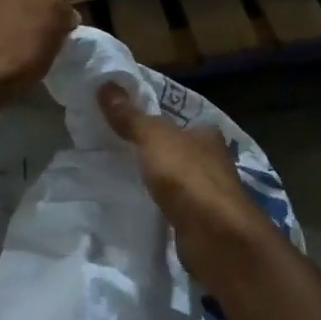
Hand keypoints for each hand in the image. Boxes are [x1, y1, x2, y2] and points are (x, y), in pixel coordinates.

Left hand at [0, 0, 77, 127]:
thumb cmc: (20, 53)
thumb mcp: (54, 25)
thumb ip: (63, 12)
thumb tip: (66, 16)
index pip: (52, 2)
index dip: (62, 22)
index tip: (67, 43)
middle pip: (31, 17)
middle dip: (41, 33)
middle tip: (51, 55)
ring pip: (15, 34)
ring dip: (24, 47)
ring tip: (32, 69)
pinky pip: (1, 53)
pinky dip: (8, 61)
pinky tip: (11, 76)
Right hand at [98, 82, 277, 286]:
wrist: (215, 235)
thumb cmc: (188, 176)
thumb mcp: (153, 138)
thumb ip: (130, 116)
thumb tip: (105, 84)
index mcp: (206, 133)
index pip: (180, 121)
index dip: (156, 121)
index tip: (126, 124)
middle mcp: (213, 160)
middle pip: (178, 150)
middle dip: (154, 152)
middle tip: (116, 151)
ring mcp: (209, 193)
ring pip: (177, 180)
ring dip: (156, 180)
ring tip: (121, 179)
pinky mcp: (201, 222)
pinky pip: (174, 207)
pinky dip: (160, 206)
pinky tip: (140, 208)